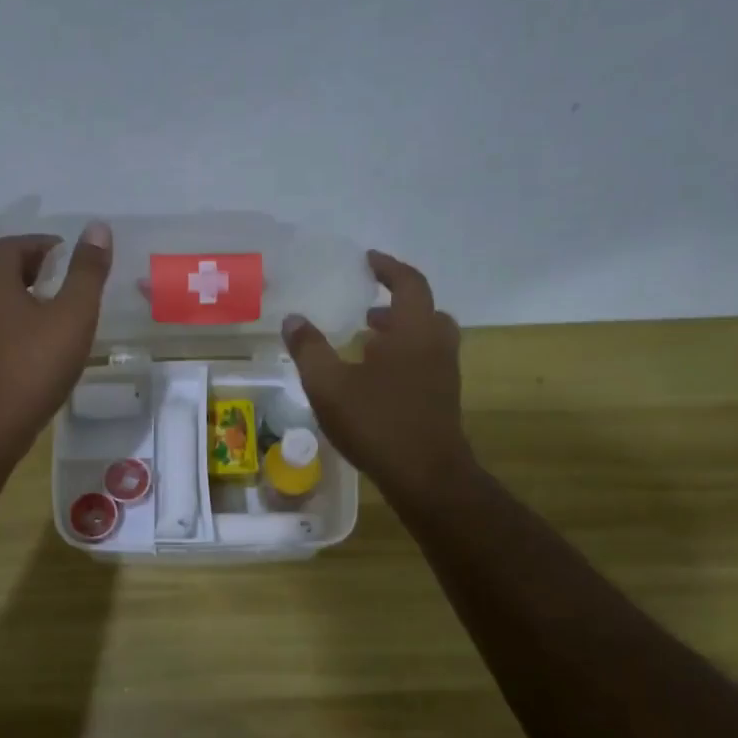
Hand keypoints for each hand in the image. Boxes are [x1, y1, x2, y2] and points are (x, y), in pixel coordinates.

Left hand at [0, 223, 112, 464]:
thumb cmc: (34, 365)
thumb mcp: (73, 315)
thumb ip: (87, 272)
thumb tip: (97, 227)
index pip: (12, 246)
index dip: (41, 242)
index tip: (67, 252)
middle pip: (1, 271)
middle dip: (33, 267)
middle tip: (64, 276)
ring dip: (26, 296)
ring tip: (58, 309)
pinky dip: (20, 322)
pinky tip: (42, 344)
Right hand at [282, 250, 473, 501]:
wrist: (427, 476)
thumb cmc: (378, 422)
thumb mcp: (329, 385)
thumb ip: (309, 349)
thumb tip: (293, 318)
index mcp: (414, 330)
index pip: (408, 283)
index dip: (388, 268)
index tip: (368, 261)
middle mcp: (436, 345)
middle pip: (423, 310)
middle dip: (394, 304)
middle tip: (366, 308)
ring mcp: (444, 374)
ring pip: (426, 339)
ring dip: (399, 333)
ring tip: (365, 342)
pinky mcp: (443, 399)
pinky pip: (425, 363)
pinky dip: (403, 357)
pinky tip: (375, 380)